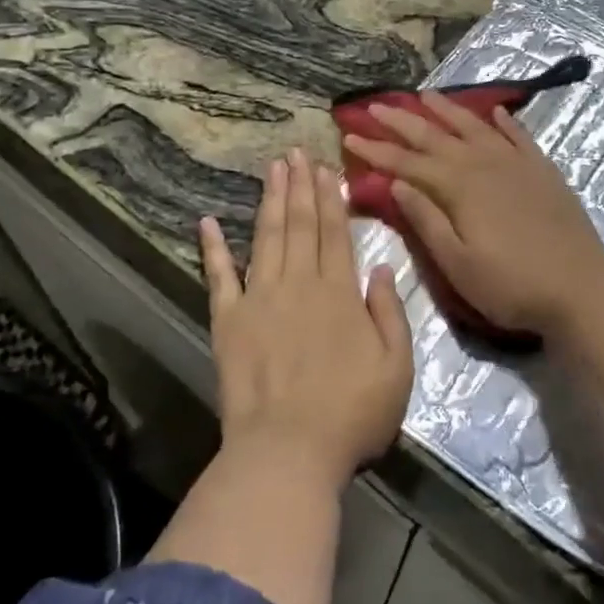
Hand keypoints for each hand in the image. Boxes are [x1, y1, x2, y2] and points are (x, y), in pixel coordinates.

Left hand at [198, 149, 413, 486]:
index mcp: (339, 292)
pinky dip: (213, 248)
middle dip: (299, 186)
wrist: (288, 451)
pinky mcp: (228, 321)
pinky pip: (219, 277)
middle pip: (300, 225)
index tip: (326, 167)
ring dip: (270, 201)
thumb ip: (390, 313)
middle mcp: (298, 283)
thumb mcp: (397, 367)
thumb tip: (382, 268)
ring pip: (266, 238)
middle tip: (295, 153)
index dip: (331, 197)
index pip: (335, 232)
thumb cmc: (352, 413)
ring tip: (272, 169)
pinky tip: (207, 222)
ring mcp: (259, 299)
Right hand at [342, 93, 603, 336]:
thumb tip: (395, 183)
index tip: (350, 135)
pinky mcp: (542, 171)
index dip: (377, 149)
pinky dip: (503, 122)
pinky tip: (493, 112)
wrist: (580, 287)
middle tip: (375, 106)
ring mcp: (516, 164)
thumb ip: (426, 220)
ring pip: (474, 127)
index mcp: (459, 188)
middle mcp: (484, 164)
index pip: (408, 162)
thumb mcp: (458, 264)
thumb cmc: (511, 285)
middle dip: (402, 121)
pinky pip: (518, 136)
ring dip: (447, 110)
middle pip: (436, 136)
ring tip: (425, 95)